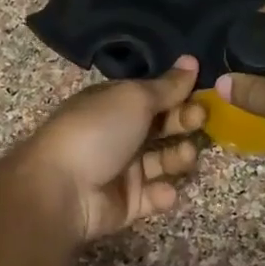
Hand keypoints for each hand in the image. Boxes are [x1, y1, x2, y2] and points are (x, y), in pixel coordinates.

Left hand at [7, 57, 206, 242]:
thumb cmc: (97, 131)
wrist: (61, 189)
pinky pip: (153, 196)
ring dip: (179, 157)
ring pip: (162, 161)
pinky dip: (162, 194)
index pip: (152, 95)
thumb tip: (191, 61)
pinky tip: (163, 190)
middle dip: (183, 122)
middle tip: (200, 120)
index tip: (203, 93)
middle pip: (161, 126)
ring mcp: (121, 170)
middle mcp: (117, 134)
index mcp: (113, 104)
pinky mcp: (126, 204)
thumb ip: (167, 85)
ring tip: (186, 155)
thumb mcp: (134, 98)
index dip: (178, 93)